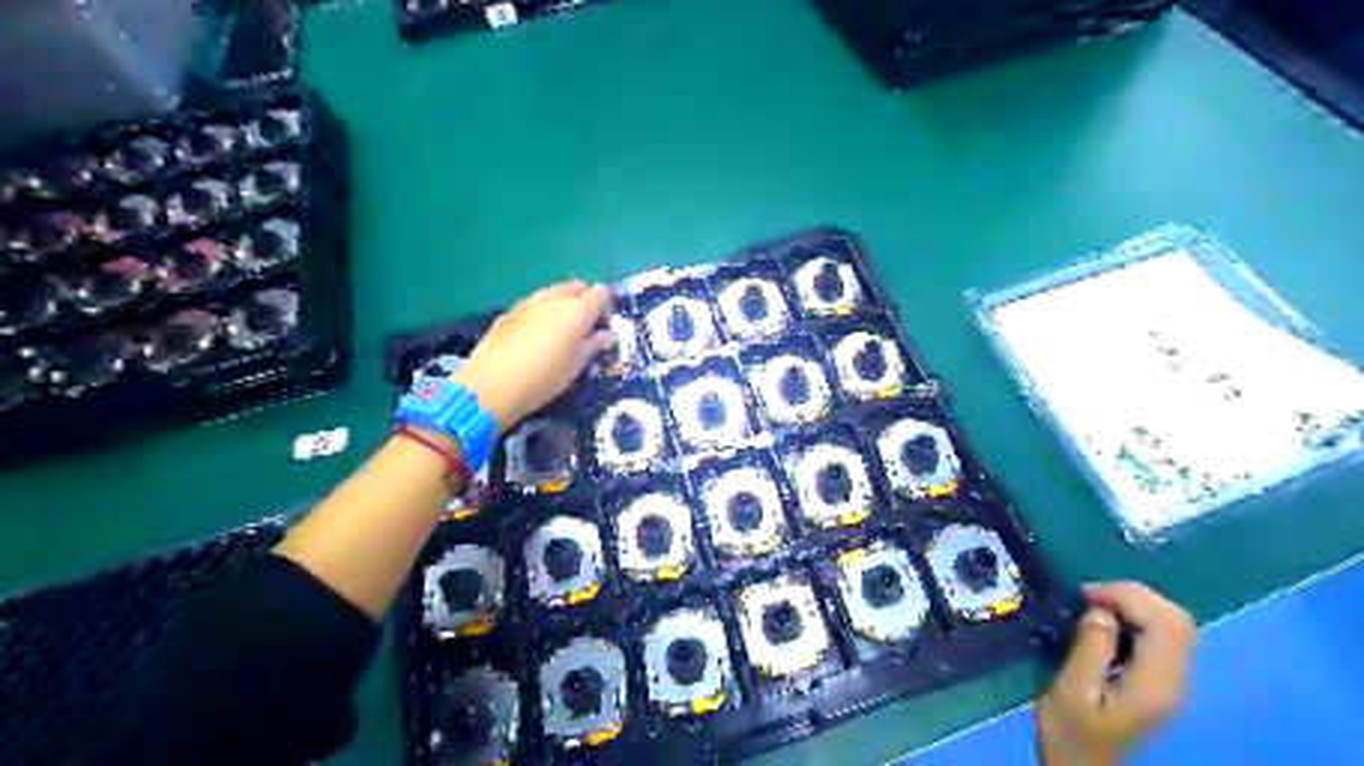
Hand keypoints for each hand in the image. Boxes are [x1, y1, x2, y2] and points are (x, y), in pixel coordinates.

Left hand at [453, 280, 612, 436]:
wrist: (493, 384)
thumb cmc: (545, 377)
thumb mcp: (576, 366)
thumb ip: (593, 345)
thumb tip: (606, 334)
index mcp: (577, 310)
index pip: (601, 293)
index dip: (607, 307)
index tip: (605, 325)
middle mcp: (554, 298)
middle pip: (577, 286)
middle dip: (584, 300)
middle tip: (585, 325)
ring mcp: (528, 302)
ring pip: (553, 293)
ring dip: (562, 305)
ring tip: (561, 331)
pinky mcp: (509, 312)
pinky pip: (534, 305)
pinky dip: (541, 314)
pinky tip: (536, 337)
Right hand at [1042, 580, 1196, 765]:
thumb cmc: (1071, 733)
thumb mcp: (1070, 690)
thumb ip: (1090, 648)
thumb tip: (1101, 610)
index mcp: (1155, 684)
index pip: (1166, 623)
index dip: (1128, 596)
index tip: (1086, 594)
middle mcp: (1175, 681)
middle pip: (1178, 620)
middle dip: (1135, 595)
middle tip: (1090, 595)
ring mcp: (1173, 683)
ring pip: (1174, 625)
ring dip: (1136, 604)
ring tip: (1096, 604)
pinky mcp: (1162, 683)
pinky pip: (1162, 637)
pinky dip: (1137, 618)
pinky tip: (1108, 623)